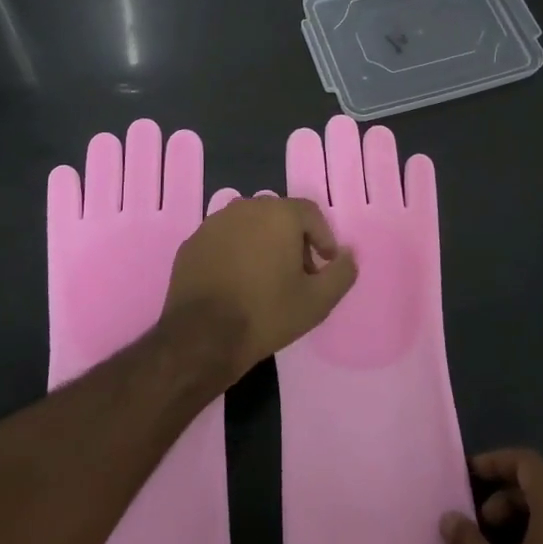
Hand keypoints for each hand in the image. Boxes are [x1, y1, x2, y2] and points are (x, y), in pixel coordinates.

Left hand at [163, 196, 356, 383]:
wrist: (202, 336)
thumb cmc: (266, 313)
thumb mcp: (317, 301)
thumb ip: (341, 273)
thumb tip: (349, 255)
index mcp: (278, 214)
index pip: (310, 213)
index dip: (323, 237)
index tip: (325, 264)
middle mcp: (245, 207)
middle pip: (279, 216)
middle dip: (293, 240)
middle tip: (299, 274)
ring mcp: (214, 223)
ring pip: (249, 226)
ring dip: (263, 244)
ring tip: (266, 279)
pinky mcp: (193, 242)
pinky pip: (224, 240)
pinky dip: (235, 253)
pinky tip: (236, 283)